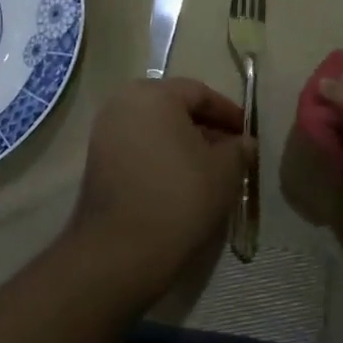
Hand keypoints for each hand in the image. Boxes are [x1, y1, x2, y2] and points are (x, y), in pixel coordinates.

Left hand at [69, 78, 251, 306]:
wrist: (122, 249)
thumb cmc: (180, 197)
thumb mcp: (224, 171)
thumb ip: (238, 149)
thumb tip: (244, 143)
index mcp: (154, 94)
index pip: (199, 93)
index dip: (228, 113)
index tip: (247, 135)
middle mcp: (123, 102)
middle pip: (174, 107)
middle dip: (205, 127)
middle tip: (230, 151)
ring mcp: (105, 131)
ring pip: (154, 128)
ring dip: (182, 143)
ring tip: (208, 169)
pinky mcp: (96, 160)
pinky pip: (138, 147)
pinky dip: (160, 156)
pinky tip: (180, 181)